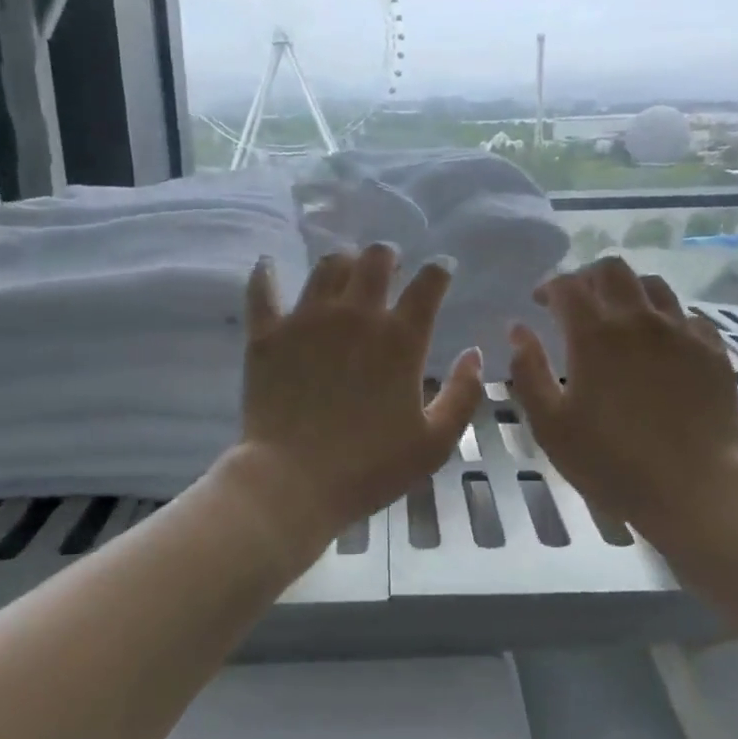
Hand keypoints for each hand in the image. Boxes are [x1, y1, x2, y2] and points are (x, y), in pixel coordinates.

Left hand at [235, 245, 484, 536]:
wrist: (293, 482)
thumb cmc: (370, 467)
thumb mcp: (435, 442)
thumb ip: (463, 394)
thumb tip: (474, 354)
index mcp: (401, 339)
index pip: (428, 284)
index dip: (439, 270)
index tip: (442, 269)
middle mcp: (356, 316)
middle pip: (376, 260)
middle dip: (388, 256)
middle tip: (389, 266)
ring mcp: (308, 320)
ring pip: (327, 266)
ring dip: (343, 262)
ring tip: (345, 270)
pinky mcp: (268, 333)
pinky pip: (264, 289)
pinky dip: (267, 273)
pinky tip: (269, 265)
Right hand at [510, 258, 737, 539]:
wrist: (693, 488)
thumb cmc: (611, 461)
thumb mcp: (550, 425)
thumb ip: (529, 372)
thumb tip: (518, 330)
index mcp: (595, 335)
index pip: (568, 286)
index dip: (550, 287)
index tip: (541, 303)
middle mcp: (639, 320)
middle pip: (612, 270)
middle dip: (588, 278)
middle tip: (578, 303)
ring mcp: (682, 332)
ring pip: (653, 286)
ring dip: (629, 292)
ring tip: (621, 316)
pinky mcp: (713, 350)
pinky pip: (688, 316)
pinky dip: (666, 319)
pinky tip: (662, 342)